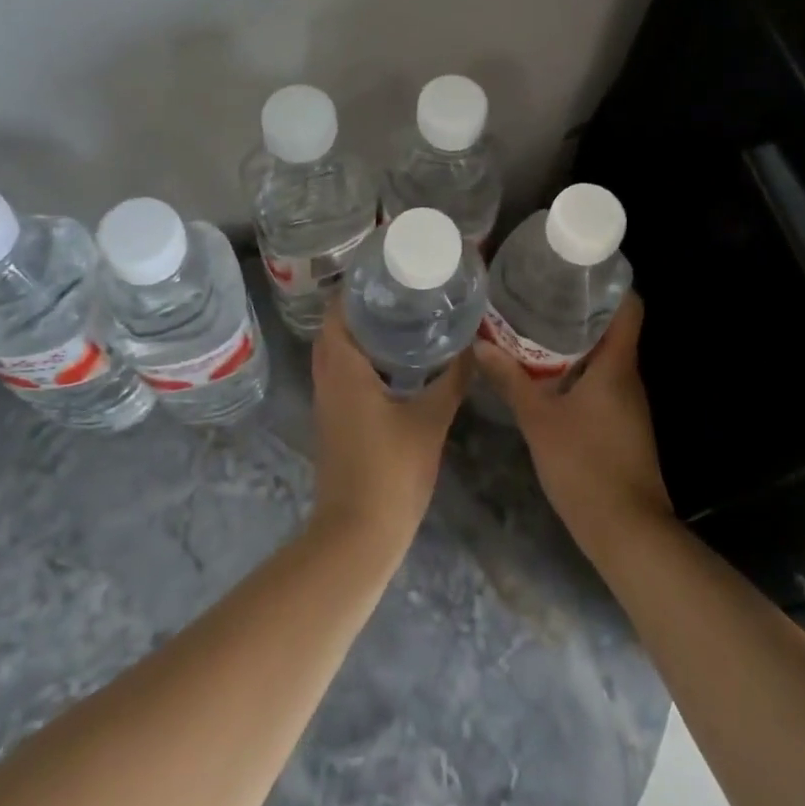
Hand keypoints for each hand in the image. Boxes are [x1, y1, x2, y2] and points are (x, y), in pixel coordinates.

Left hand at [308, 302, 463, 554]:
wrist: (358, 534)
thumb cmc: (391, 471)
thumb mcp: (431, 419)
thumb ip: (453, 379)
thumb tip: (476, 345)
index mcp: (343, 369)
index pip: (338, 311)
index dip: (357, 287)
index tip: (388, 271)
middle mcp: (328, 378)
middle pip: (336, 328)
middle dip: (364, 306)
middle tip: (401, 290)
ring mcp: (328, 401)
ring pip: (338, 352)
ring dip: (362, 333)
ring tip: (403, 316)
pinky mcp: (335, 420)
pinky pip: (343, 373)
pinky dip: (363, 358)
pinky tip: (398, 361)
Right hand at [474, 295, 671, 554]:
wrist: (627, 531)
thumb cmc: (585, 466)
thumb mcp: (539, 420)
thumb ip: (511, 380)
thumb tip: (481, 345)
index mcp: (617, 364)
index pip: (629, 306)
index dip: (610, 282)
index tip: (576, 269)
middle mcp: (628, 376)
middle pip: (613, 327)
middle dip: (579, 309)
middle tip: (540, 293)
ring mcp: (628, 402)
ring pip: (605, 356)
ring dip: (576, 341)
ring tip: (535, 325)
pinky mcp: (622, 423)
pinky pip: (602, 381)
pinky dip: (578, 370)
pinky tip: (547, 373)